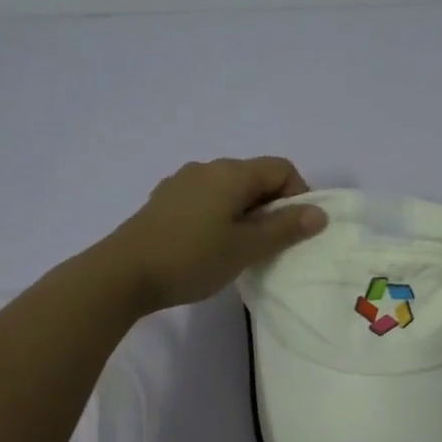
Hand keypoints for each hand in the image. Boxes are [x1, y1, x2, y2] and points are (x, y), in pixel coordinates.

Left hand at [103, 157, 327, 314]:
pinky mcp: (163, 202)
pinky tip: (210, 246)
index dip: (298, 195)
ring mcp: (181, 183)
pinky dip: (220, 216)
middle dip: (272, 206)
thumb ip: (285, 228)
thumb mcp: (246, 247)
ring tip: (242, 249)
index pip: (281, 168)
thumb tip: (319, 213)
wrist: (122, 274)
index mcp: (231, 173)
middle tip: (272, 245)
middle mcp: (207, 168)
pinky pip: (205, 200)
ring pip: (229, 190)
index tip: (295, 230)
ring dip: (245, 213)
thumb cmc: (192, 258)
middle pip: (255, 177)